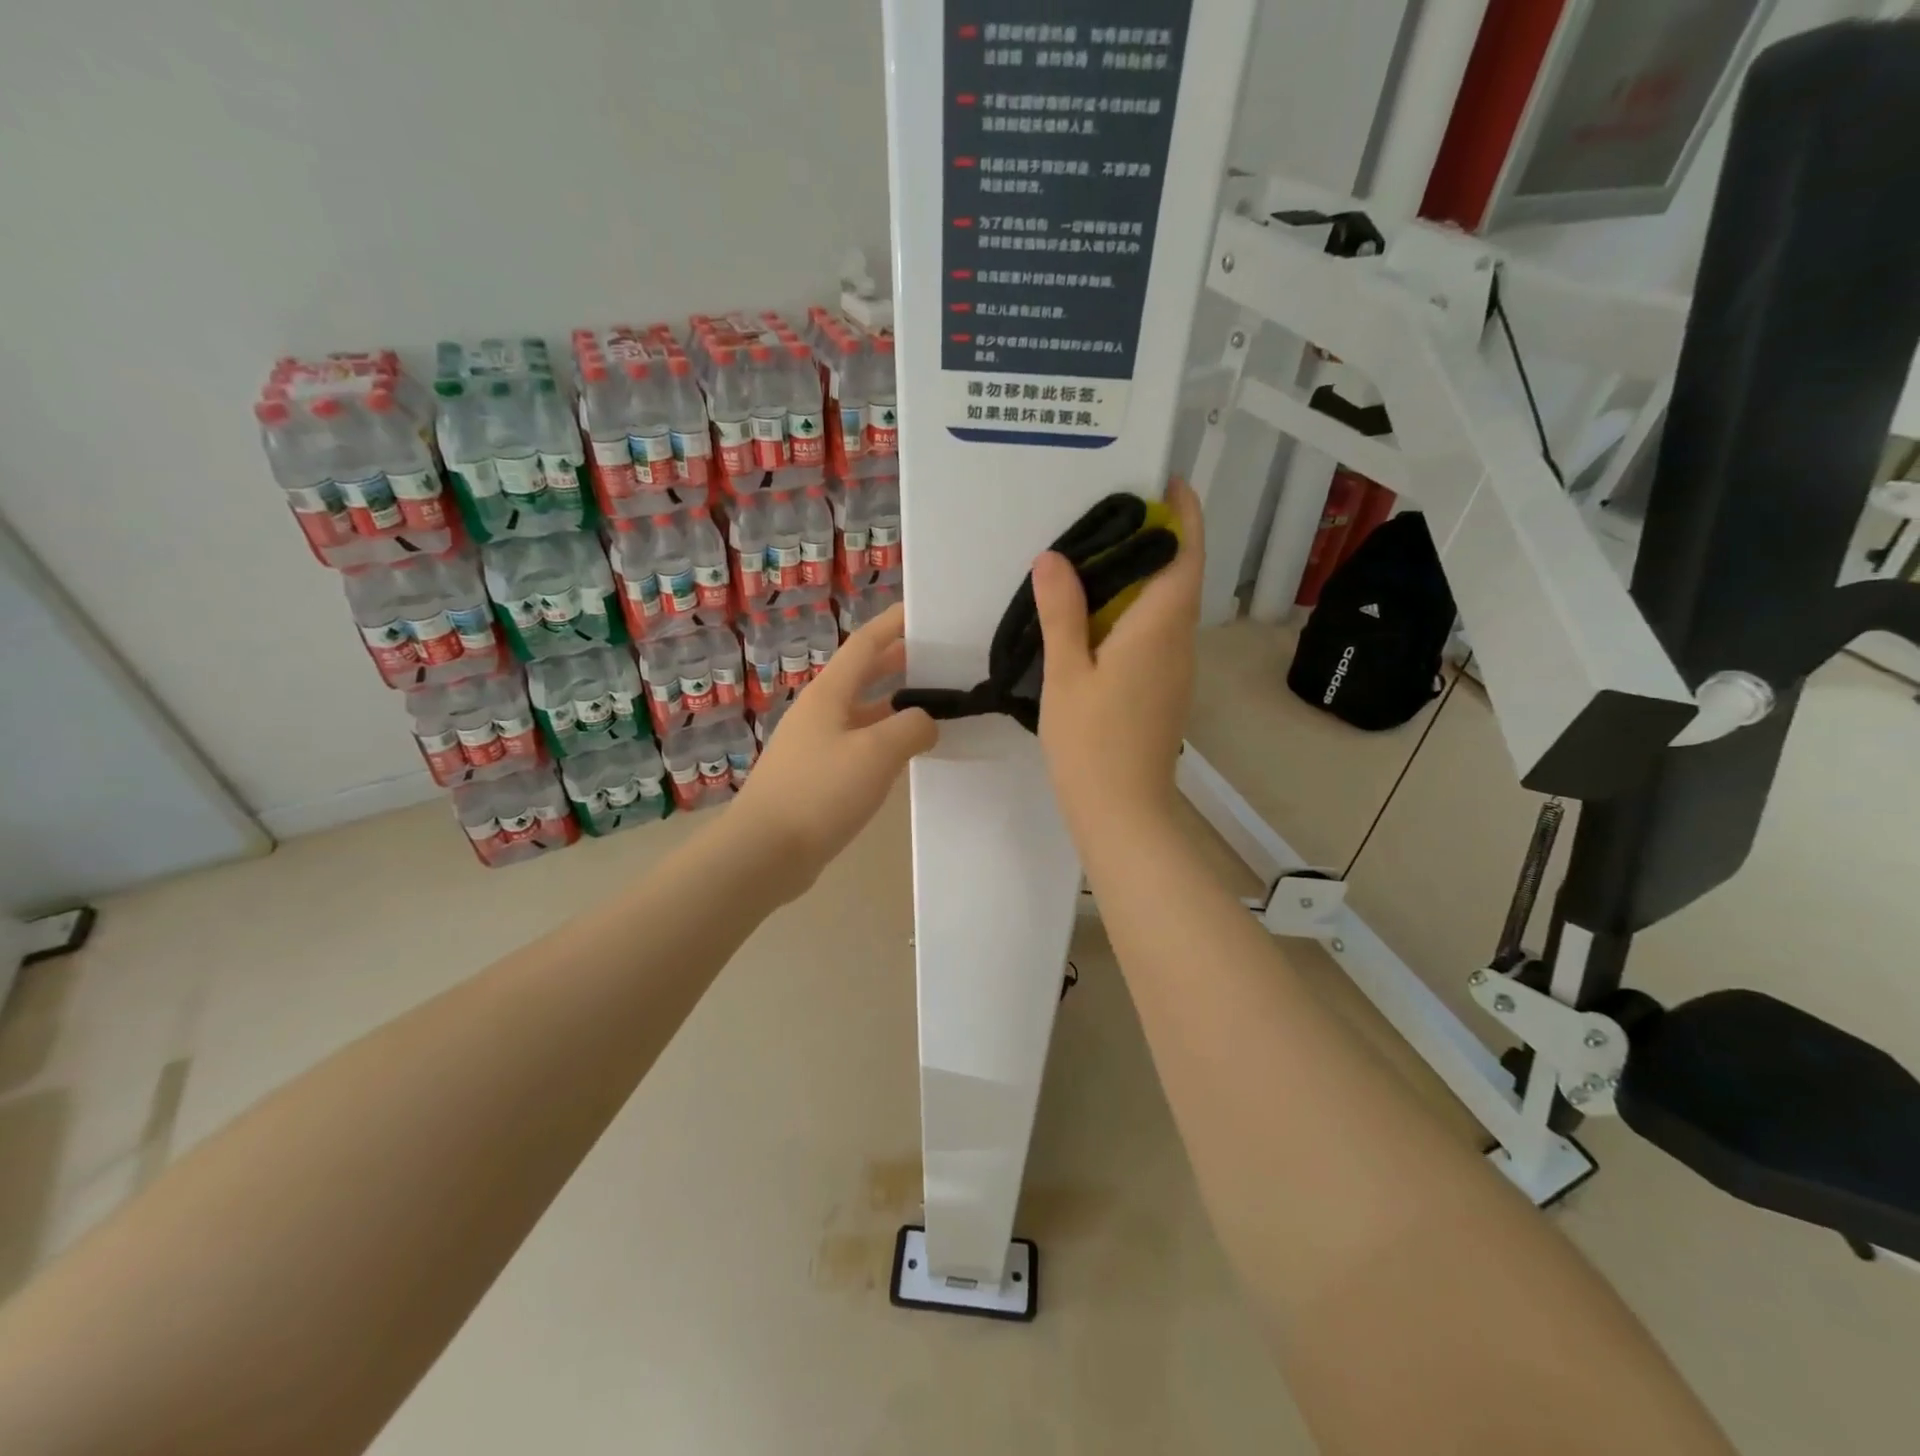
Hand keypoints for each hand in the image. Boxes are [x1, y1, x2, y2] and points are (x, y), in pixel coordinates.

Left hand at [731, 602, 937, 898]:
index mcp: (830, 693)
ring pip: (864, 713)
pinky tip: (908, 755)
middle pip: (865, 675)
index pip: (866, 644)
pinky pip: (860, 746)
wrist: (764, 852)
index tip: (926, 611)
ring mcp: (817, 745)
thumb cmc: (820, 792)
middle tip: (943, 660)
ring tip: (937, 706)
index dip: (895, 624)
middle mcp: (821, 711)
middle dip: (901, 663)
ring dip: (897, 706)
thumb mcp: (877, 753)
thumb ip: (912, 728)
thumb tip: (926, 722)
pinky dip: (886, 741)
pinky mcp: (818, 776)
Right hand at [1031, 478, 1204, 840]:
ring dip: (1143, 577)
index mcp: (1159, 627)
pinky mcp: (1165, 688)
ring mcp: (1176, 667)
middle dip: (1155, 540)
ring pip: (1168, 607)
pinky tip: (1096, 616)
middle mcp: (1179, 640)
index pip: (1185, 555)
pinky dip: (1135, 610)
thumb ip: (1062, 613)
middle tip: (1107, 516)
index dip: (1183, 514)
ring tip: (1095, 558)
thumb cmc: (1092, 742)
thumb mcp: (1067, 674)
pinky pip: (1157, 633)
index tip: (1165, 482)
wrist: (1122, 810)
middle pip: (1179, 576)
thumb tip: (1054, 558)